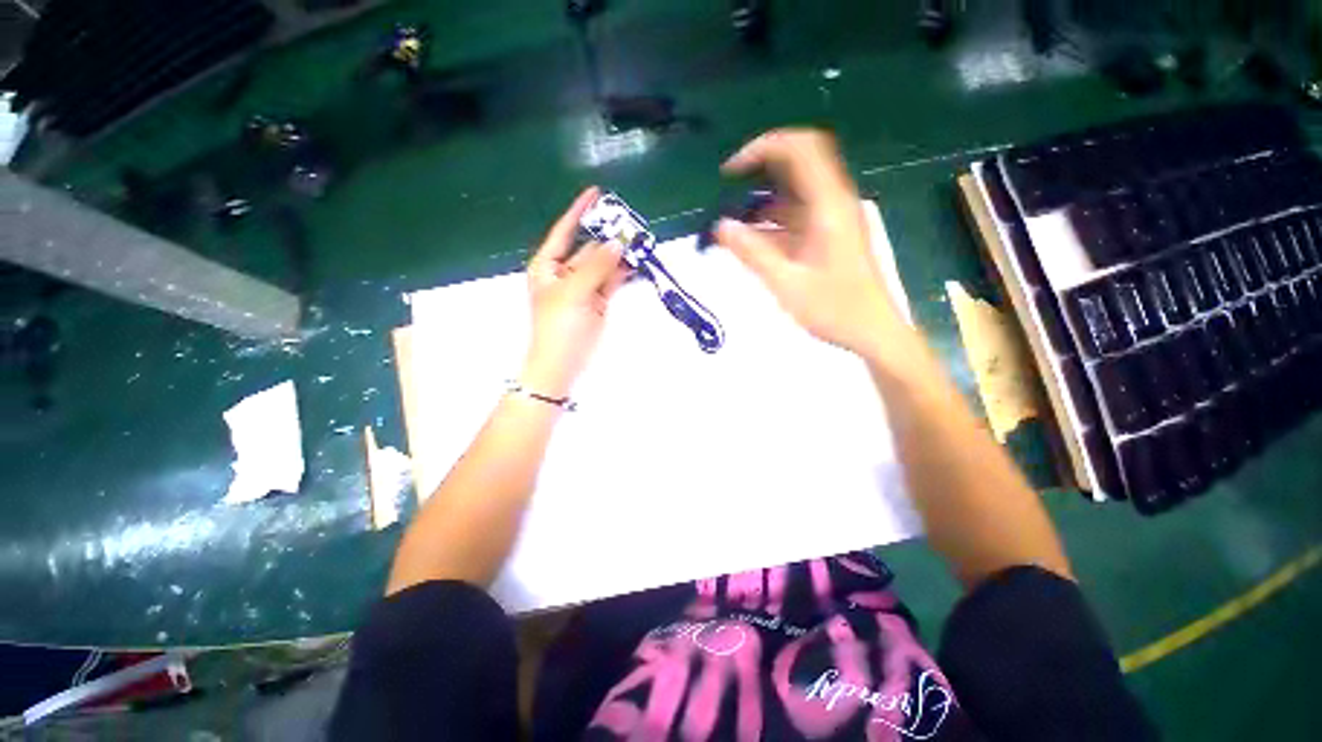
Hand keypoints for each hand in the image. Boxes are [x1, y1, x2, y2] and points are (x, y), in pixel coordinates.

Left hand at [522, 187, 628, 397]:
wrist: (562, 364)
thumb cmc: (558, 327)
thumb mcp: (573, 292)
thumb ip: (596, 267)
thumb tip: (618, 243)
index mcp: (548, 266)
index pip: (565, 232)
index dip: (579, 212)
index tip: (596, 192)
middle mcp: (565, 273)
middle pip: (589, 248)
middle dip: (608, 236)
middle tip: (632, 222)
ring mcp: (584, 287)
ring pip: (603, 264)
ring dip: (619, 254)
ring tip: (640, 239)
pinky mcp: (598, 301)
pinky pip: (612, 280)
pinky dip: (623, 272)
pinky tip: (637, 261)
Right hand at [715, 129, 909, 360]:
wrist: (872, 331)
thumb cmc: (835, 310)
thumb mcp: (787, 283)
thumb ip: (753, 253)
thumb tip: (721, 226)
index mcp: (829, 206)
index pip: (800, 149)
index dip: (763, 148)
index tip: (731, 171)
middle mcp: (834, 202)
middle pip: (797, 164)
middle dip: (759, 172)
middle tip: (728, 194)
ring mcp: (833, 218)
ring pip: (794, 193)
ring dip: (763, 202)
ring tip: (732, 224)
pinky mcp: (829, 234)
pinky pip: (797, 216)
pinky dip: (772, 222)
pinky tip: (752, 242)